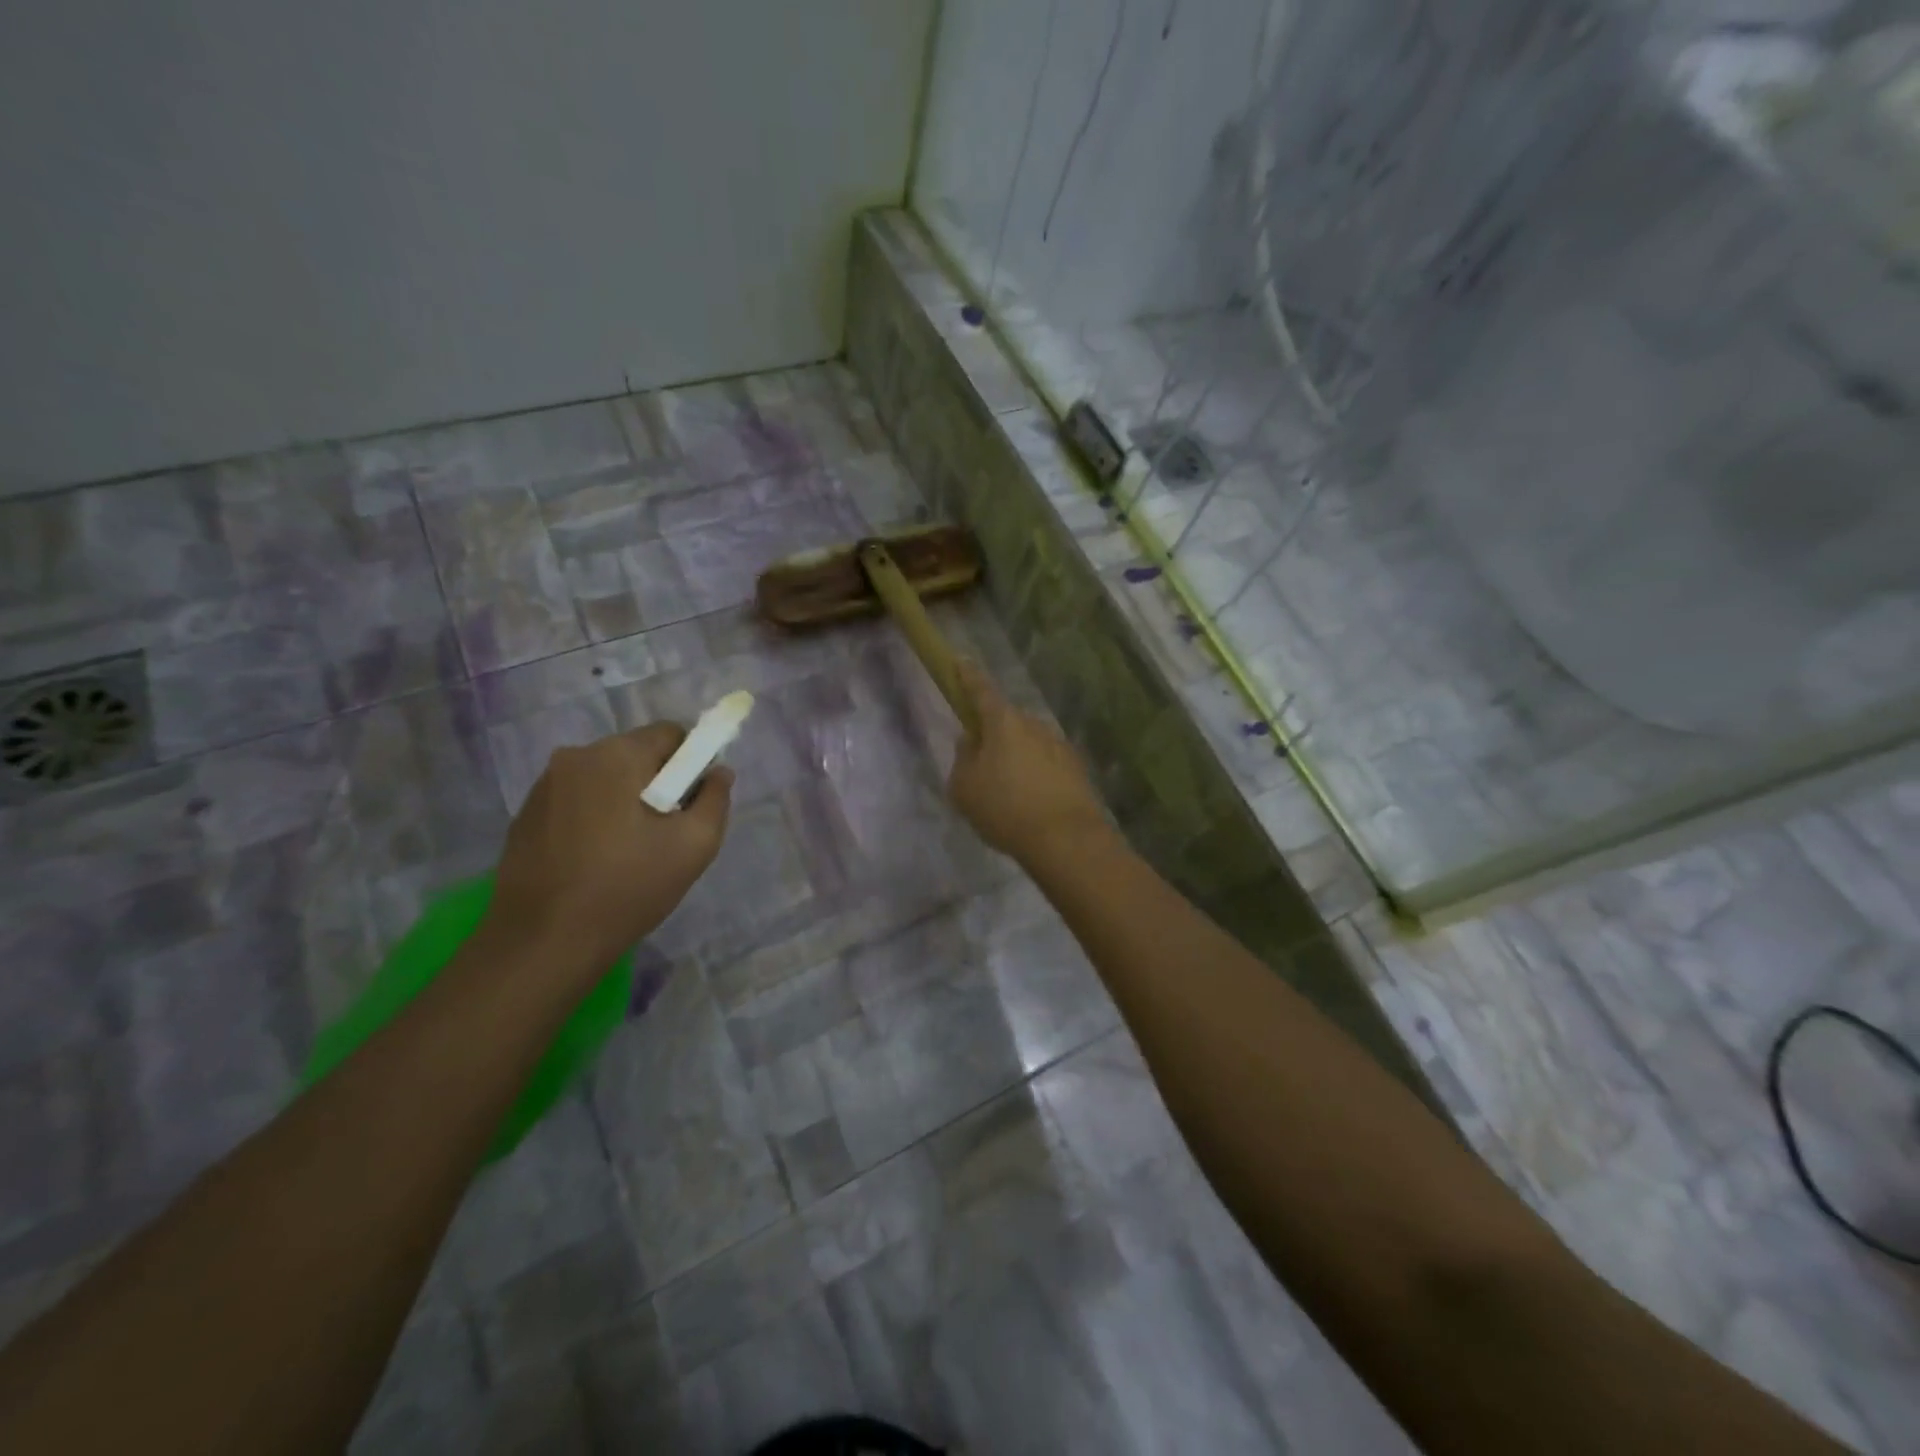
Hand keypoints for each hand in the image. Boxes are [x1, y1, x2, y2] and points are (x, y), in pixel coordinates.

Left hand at [484, 724, 732, 975]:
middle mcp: (575, 756)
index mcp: (617, 755)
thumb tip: (718, 772)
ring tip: (629, 851)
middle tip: (665, 832)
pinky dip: (595, 817)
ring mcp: (544, 785)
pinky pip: (577, 800)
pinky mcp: (525, 814)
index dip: (692, 763)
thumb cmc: (628, 887)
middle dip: (658, 783)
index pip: (671, 733)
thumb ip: (715, 799)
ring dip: (625, 800)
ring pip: (605, 778)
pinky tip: (595, 860)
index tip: (692, 803)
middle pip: (636, 754)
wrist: (543, 942)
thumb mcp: (695, 845)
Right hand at [948, 661, 1110, 862]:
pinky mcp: (1076, 769)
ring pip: (1028, 743)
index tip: (961, 662)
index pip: (981, 690)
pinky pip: (1045, 764)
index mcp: (1003, 722)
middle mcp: (1034, 725)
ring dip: (1016, 758)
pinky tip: (1030, 803)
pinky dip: (1035, 776)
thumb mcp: (964, 787)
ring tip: (1006, 793)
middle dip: (993, 734)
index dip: (968, 676)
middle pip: (1006, 721)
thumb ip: (963, 757)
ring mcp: (1059, 745)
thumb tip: (971, 741)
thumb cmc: (1005, 808)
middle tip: (981, 764)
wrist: (1065, 839)